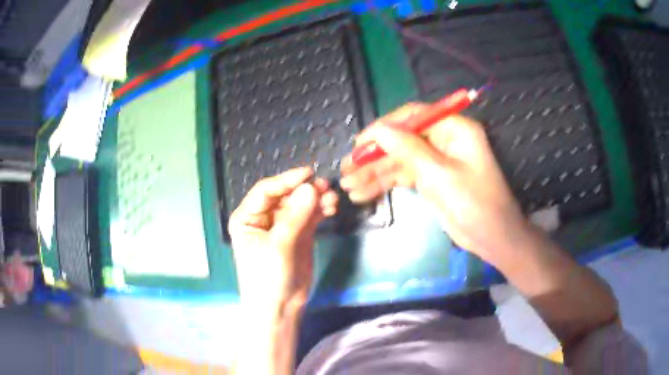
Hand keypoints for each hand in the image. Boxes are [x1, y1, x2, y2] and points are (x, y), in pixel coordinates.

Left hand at [229, 167, 337, 310]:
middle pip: (285, 195)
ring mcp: (283, 226)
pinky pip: (310, 216)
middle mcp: (263, 218)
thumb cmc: (268, 277)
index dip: (286, 180)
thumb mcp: (279, 245)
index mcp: (247, 217)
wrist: (279, 307)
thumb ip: (295, 216)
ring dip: (315, 199)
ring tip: (332, 199)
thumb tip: (311, 187)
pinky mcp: (299, 235)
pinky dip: (320, 211)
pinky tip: (331, 208)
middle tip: (325, 187)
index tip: (308, 173)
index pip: (266, 191)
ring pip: (300, 204)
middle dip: (304, 190)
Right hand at [340, 104, 527, 263]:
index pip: (412, 117)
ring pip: (400, 161)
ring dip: (375, 173)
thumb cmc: (474, 203)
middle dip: (374, 156)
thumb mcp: (440, 174)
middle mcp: (444, 140)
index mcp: (453, 128)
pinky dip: (385, 184)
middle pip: (402, 140)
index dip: (384, 127)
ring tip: (348, 186)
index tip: (360, 144)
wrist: (493, 239)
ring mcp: (437, 161)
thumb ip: (408, 149)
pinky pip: (404, 176)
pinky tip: (363, 194)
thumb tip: (379, 130)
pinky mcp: (432, 180)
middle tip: (346, 169)